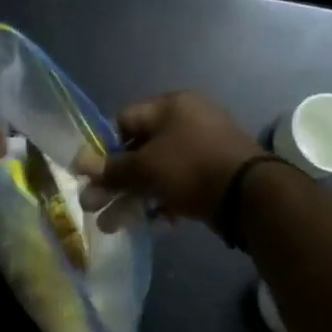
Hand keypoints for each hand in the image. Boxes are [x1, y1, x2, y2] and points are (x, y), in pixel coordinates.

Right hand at [80, 91, 261, 231]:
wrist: (251, 195)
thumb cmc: (192, 168)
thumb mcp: (147, 167)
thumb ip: (113, 168)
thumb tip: (80, 164)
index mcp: (171, 105)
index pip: (124, 120)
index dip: (103, 148)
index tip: (89, 175)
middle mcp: (187, 119)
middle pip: (140, 149)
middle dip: (116, 181)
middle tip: (95, 208)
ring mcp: (204, 146)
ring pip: (159, 170)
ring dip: (136, 196)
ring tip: (115, 226)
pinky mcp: (215, 172)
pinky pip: (181, 182)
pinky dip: (164, 199)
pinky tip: (156, 223)